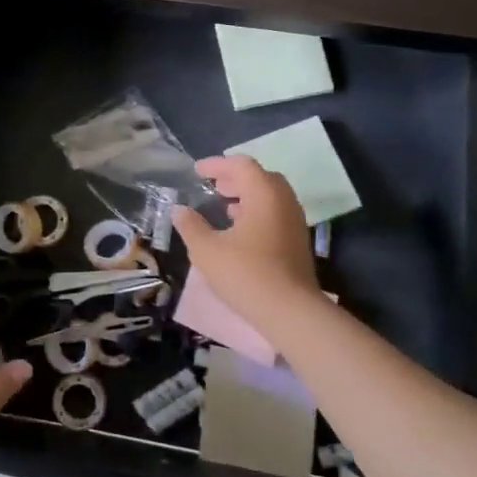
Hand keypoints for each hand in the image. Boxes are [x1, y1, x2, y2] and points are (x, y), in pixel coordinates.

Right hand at [172, 155, 319, 323]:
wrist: (291, 312)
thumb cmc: (246, 274)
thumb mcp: (207, 250)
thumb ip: (191, 226)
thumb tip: (179, 210)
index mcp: (263, 194)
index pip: (241, 165)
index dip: (217, 164)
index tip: (197, 171)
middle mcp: (283, 201)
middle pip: (260, 177)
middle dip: (234, 177)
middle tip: (213, 185)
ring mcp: (295, 221)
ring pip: (270, 196)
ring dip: (247, 195)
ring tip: (224, 205)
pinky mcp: (298, 241)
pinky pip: (276, 213)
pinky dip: (257, 211)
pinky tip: (240, 230)